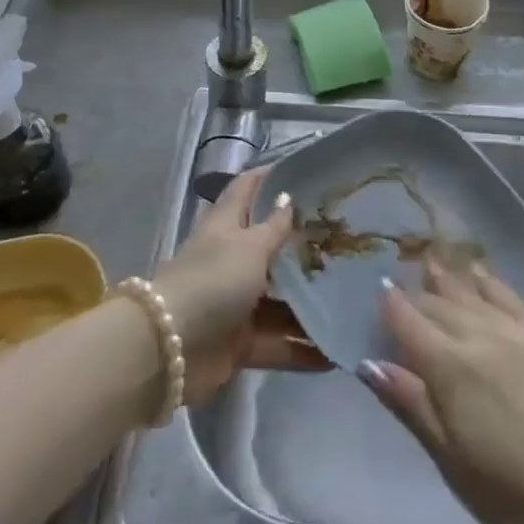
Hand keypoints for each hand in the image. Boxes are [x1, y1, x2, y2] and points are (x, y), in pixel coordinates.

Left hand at [151, 168, 328, 405]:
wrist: (170, 349)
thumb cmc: (213, 281)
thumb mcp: (249, 247)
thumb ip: (274, 227)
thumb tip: (287, 196)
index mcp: (225, 226)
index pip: (247, 189)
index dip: (271, 176)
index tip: (308, 171)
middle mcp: (230, 260)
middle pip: (269, 247)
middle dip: (304, 245)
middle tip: (346, 240)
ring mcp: (233, 303)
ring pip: (279, 300)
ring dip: (309, 303)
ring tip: (353, 299)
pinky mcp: (238, 342)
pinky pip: (277, 343)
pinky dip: (301, 349)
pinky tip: (336, 351)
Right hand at [360, 261, 523, 523]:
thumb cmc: (518, 495)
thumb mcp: (453, 462)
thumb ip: (411, 406)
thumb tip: (370, 363)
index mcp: (448, 367)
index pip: (408, 323)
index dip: (390, 306)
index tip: (377, 290)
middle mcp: (478, 336)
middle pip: (438, 305)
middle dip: (416, 294)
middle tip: (399, 280)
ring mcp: (516, 332)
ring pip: (471, 293)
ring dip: (448, 278)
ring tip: (431, 262)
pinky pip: (510, 297)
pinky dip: (489, 282)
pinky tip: (480, 273)